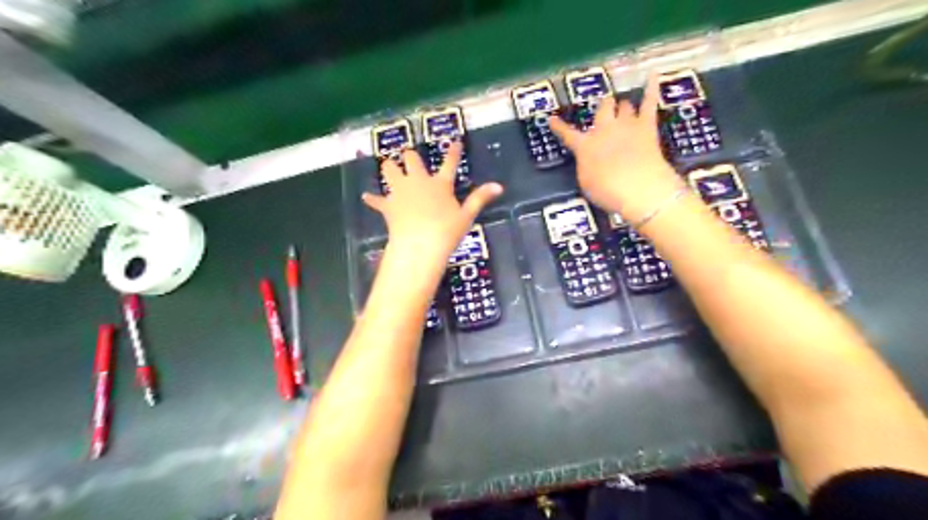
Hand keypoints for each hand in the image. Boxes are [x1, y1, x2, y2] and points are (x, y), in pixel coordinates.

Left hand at [364, 142, 504, 262]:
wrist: (419, 244)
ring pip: (390, 170)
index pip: (449, 163)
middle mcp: (418, 182)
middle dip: (410, 156)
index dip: (452, 151)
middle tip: (409, 155)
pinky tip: (367, 197)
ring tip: (389, 167)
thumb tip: (499, 186)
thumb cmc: (446, 231)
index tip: (454, 140)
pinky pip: (377, 200)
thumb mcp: (466, 216)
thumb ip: (480, 198)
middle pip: (411, 160)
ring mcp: (400, 192)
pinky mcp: (388, 205)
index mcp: (440, 184)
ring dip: (389, 168)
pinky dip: (373, 199)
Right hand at [545, 74, 682, 220]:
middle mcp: (603, 130)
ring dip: (623, 106)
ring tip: (624, 106)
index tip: (552, 119)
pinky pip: (649, 101)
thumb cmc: (607, 191)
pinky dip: (651, 87)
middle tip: (604, 109)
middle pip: (602, 110)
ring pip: (623, 105)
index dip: (559, 127)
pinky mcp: (647, 126)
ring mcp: (626, 124)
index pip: (567, 134)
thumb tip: (588, 158)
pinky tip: (652, 74)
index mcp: (584, 146)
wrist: (638, 187)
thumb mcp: (586, 182)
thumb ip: (586, 165)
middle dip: (603, 108)